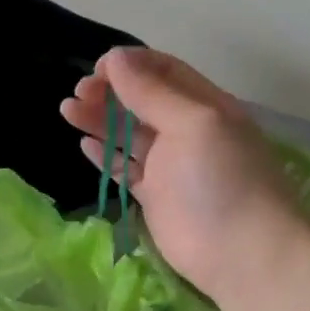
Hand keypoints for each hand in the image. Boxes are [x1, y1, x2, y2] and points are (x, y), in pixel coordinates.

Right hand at [59, 48, 309, 302]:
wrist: (241, 253)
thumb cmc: (222, 179)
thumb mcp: (192, 123)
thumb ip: (151, 92)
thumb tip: (115, 58)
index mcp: (205, 105)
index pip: (163, 71)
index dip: (130, 65)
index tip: (97, 69)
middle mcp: (187, 130)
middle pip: (141, 100)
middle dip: (109, 91)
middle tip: (79, 93)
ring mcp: (170, 165)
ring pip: (128, 133)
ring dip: (99, 119)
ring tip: (68, 111)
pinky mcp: (155, 196)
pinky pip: (125, 168)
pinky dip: (105, 155)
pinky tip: (85, 144)